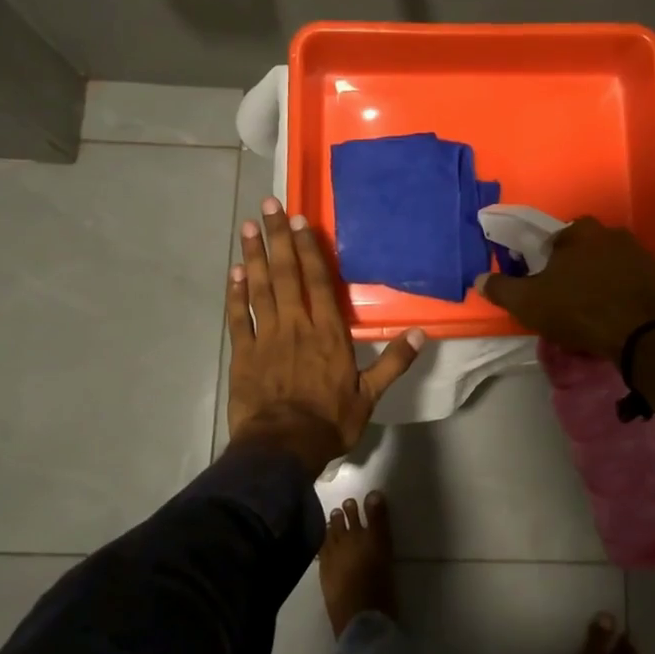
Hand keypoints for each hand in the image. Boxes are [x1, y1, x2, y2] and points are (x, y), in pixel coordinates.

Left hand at [228, 198, 423, 475]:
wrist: (282, 448)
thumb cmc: (329, 421)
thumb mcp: (370, 395)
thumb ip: (394, 362)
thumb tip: (421, 334)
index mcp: (328, 332)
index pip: (318, 281)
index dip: (309, 249)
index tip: (300, 220)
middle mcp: (296, 325)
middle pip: (286, 274)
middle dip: (278, 238)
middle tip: (268, 205)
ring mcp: (266, 337)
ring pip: (260, 288)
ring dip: (254, 256)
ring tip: (248, 227)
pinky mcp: (243, 354)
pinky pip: (238, 317)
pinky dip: (235, 294)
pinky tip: (233, 273)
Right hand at [473, 216, 654, 360]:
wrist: (640, 335)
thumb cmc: (578, 311)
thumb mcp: (528, 303)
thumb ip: (501, 288)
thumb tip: (478, 279)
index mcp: (579, 232)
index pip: (555, 241)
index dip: (546, 263)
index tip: (544, 285)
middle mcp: (612, 233)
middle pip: (585, 250)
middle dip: (575, 269)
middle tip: (568, 299)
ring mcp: (641, 253)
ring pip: (611, 264)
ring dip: (602, 280)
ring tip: (594, 310)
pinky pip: (634, 281)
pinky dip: (625, 293)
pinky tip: (619, 314)